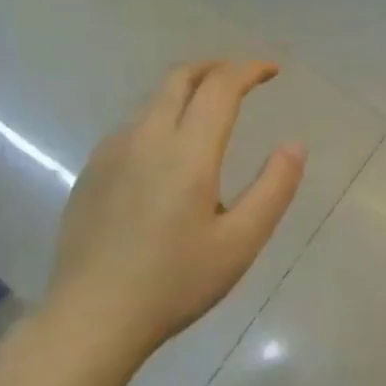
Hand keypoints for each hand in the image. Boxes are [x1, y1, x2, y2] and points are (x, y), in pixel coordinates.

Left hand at [41, 61, 304, 363]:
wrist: (92, 318)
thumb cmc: (175, 283)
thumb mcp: (240, 242)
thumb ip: (274, 188)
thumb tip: (294, 144)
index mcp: (187, 152)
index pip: (220, 87)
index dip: (249, 70)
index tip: (271, 71)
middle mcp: (146, 138)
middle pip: (180, 78)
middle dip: (215, 68)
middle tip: (242, 78)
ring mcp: (111, 153)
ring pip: (153, 102)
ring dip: (186, 94)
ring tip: (210, 117)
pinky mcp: (91, 172)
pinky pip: (133, 128)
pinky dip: (161, 120)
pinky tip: (168, 157)